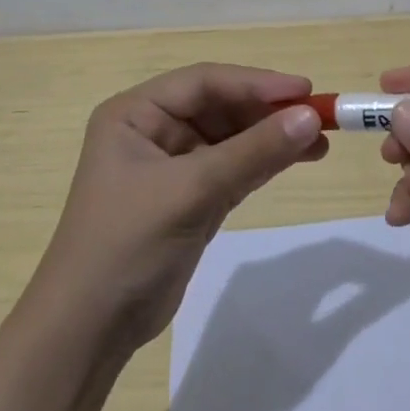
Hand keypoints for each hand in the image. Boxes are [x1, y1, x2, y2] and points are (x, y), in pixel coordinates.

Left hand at [33, 63, 326, 352]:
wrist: (90, 328)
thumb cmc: (128, 243)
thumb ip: (253, 152)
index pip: (204, 82)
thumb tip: (310, 117)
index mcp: (135, 114)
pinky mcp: (190, 198)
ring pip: (232, 139)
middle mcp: (152, 131)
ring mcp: (172, 166)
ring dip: (272, 138)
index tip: (305, 91)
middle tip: (319, 118)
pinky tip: (298, 159)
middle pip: (221, 107)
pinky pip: (234, 168)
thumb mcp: (191, 191)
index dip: (256, 83)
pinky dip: (265, 163)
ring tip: (319, 142)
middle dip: (268, 112)